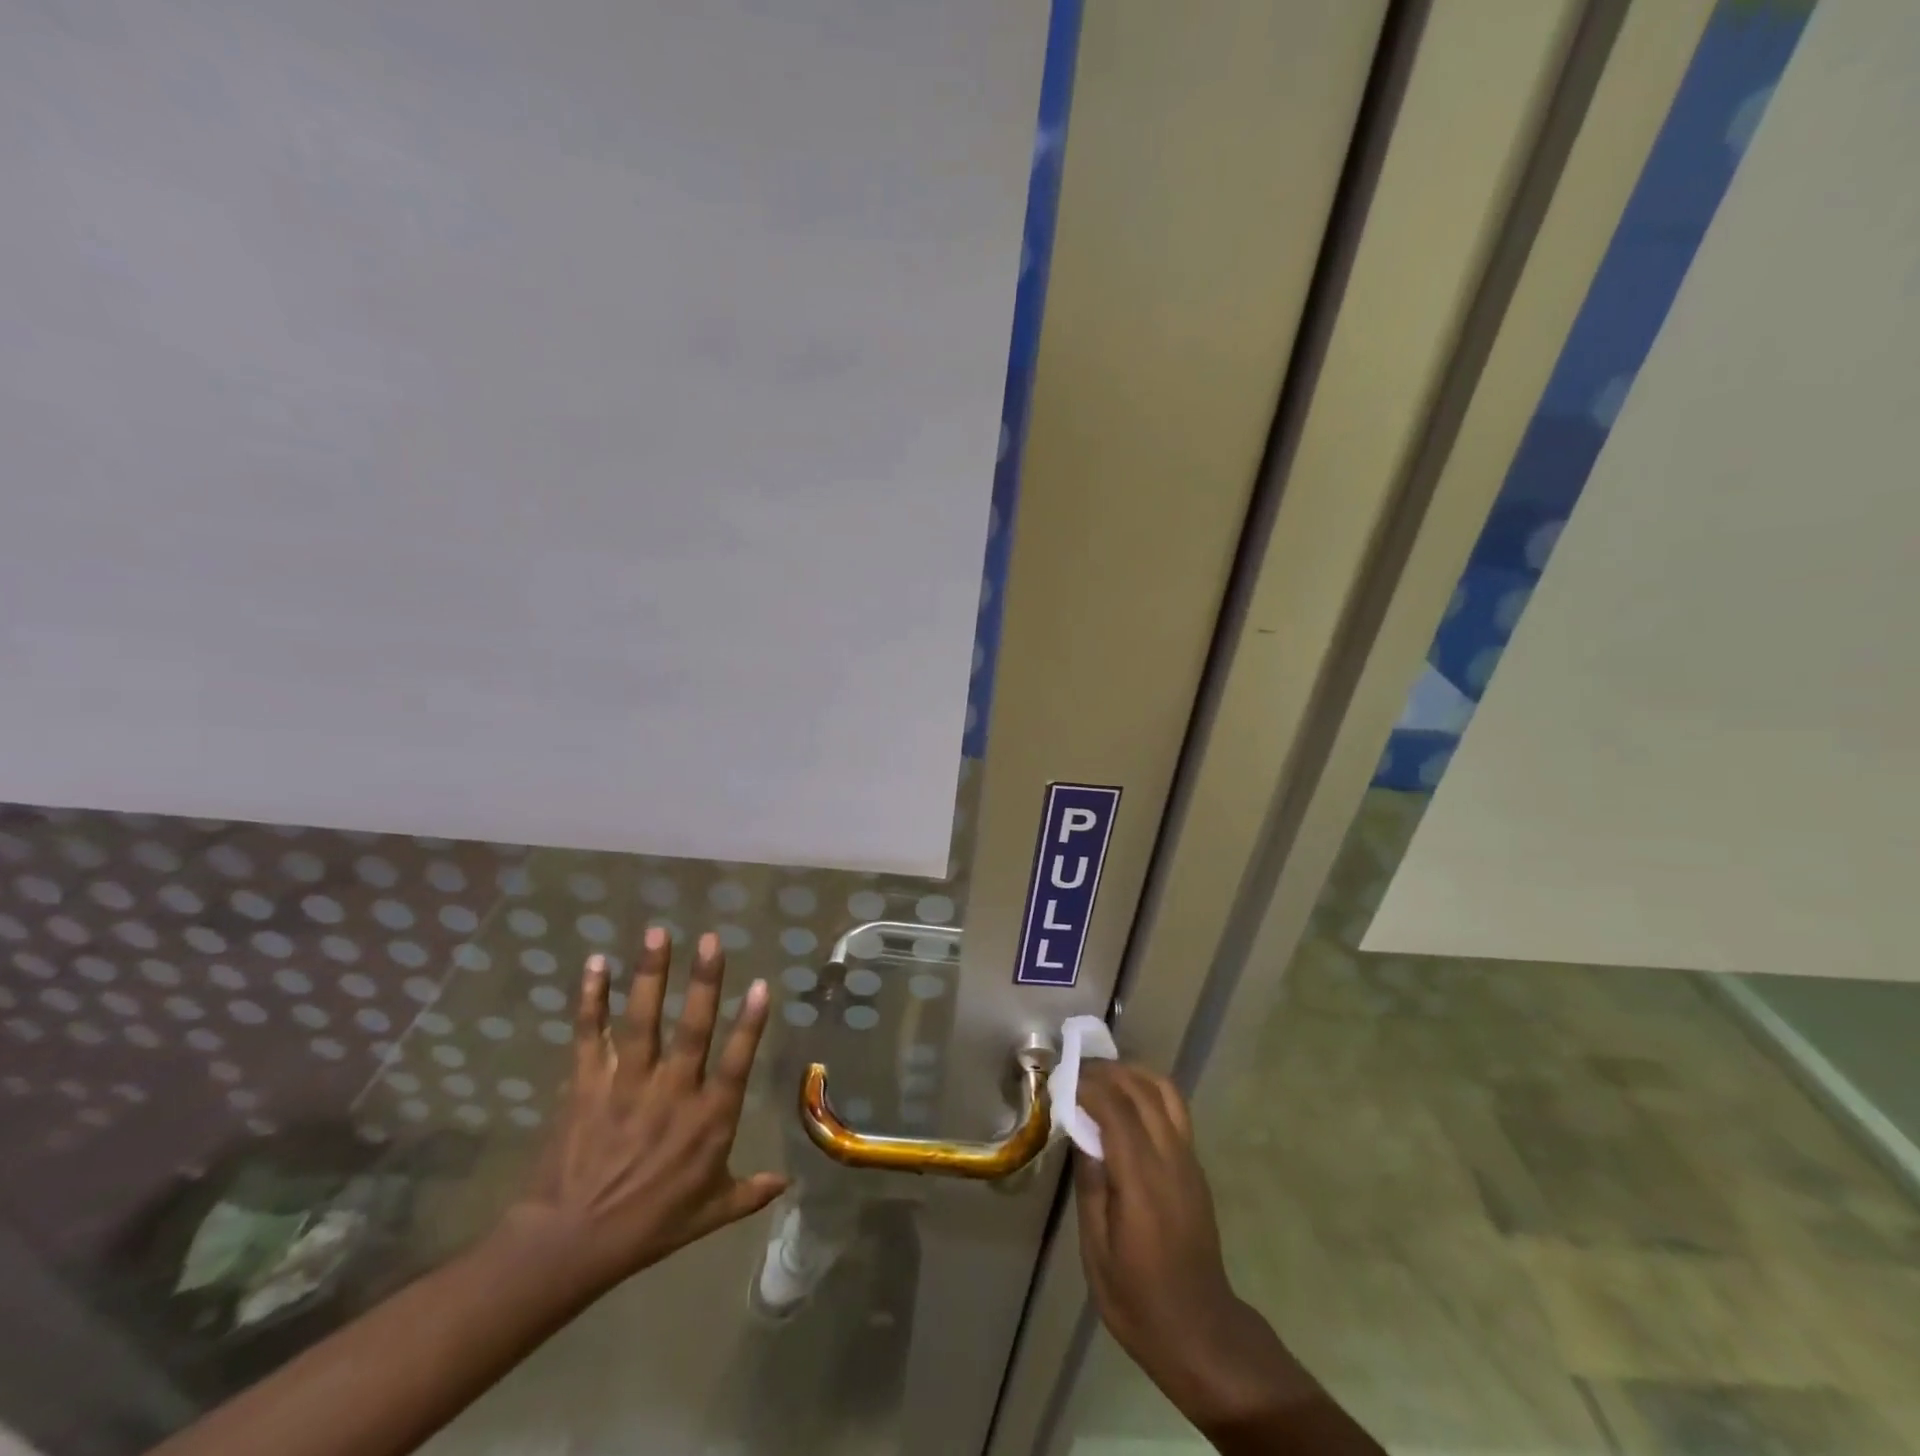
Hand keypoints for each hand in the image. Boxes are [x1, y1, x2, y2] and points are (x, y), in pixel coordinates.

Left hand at [500, 929, 787, 1295]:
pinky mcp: (586, 1085)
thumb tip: (788, 1181)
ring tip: (657, 933)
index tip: (761, 984)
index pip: (736, 1062)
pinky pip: (590, 1035)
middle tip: (711, 940)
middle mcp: (672, 1093)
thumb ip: (749, 1192)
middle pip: (692, 1028)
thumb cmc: (647, 1228)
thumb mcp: (708, 1214)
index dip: (750, 1023)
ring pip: (642, 1020)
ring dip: (650, 974)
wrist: (568, 1247)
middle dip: (703, 982)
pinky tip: (595, 962)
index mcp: (706, 1120)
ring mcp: (626, 1085)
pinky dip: (591, 998)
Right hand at [1073, 1062, 1301, 1432]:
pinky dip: (1148, 1091)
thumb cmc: (1138, 1299)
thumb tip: (1080, 1135)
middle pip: (1142, 1090)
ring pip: (1165, 1092)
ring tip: (1102, 1078)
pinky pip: (1175, 1110)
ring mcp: (1189, 1161)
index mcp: (1142, 1181)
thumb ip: (1090, 1186)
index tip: (1061, 1079)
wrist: (1201, 1331)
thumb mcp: (1096, 1251)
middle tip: (1075, 1071)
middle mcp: (1170, 1159)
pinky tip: (1126, 1103)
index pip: (1116, 1110)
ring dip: (1132, 1073)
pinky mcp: (1195, 1167)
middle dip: (1107, 1072)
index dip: (1088, 1086)